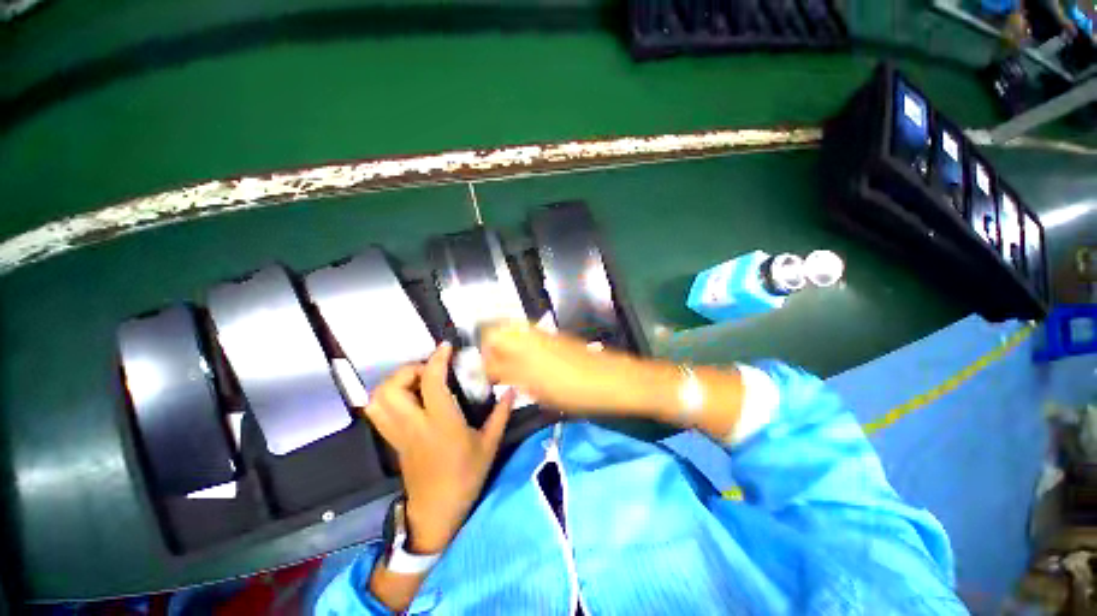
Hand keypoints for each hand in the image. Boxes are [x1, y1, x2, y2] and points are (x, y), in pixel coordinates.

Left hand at [364, 342, 514, 553]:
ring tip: (416, 380)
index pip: (431, 382)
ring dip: (394, 382)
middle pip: (393, 388)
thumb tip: (511, 389)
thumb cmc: (466, 477)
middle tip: (429, 369)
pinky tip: (407, 397)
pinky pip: (377, 413)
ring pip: (378, 400)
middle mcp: (414, 425)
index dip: (437, 359)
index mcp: (441, 423)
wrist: (436, 512)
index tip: (446, 347)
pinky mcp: (391, 441)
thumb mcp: (489, 445)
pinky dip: (386, 397)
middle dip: (409, 369)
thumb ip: (500, 414)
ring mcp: (398, 434)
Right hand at [480, 321, 751, 440]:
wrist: (615, 380)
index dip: (482, 352)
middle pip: (501, 329)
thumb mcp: (539, 388)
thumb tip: (489, 370)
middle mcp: (534, 335)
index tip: (481, 372)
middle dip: (491, 347)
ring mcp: (547, 337)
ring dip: (506, 348)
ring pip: (516, 333)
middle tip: (492, 371)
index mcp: (526, 345)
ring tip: (507, 371)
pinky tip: (526, 368)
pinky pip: (530, 339)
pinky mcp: (558, 341)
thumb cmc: (577, 389)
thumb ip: (511, 376)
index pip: (492, 336)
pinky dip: (521, 349)